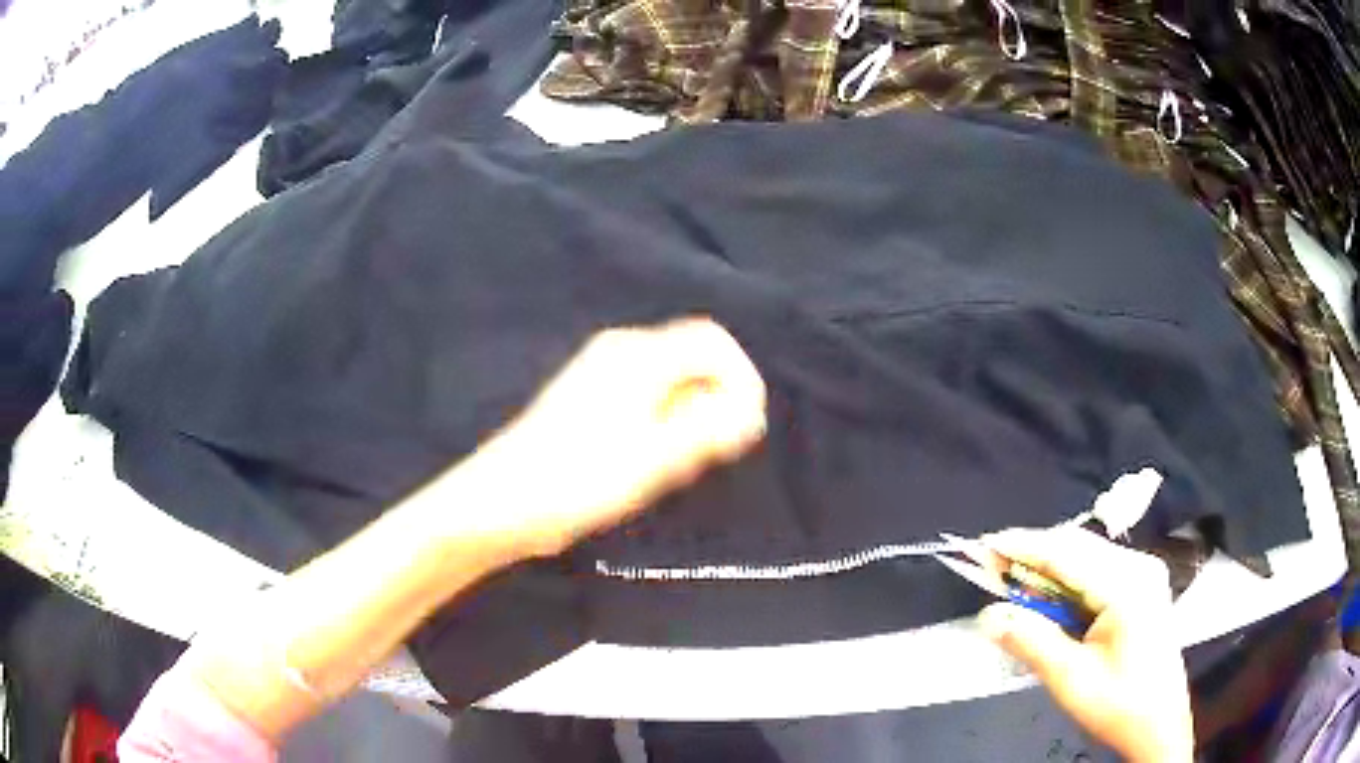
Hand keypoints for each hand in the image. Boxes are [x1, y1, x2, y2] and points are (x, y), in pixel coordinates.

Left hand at [469, 317, 767, 559]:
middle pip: (694, 360)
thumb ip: (709, 429)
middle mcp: (622, 352)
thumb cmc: (578, 480)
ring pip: (673, 382)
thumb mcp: (655, 459)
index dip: (742, 378)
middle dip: (715, 402)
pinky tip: (651, 462)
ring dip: (691, 418)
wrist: (503, 502)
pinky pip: (649, 398)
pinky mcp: (591, 399)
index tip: (747, 427)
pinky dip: (666, 424)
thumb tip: (746, 412)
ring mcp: (602, 374)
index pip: (713, 341)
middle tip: (709, 454)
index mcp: (638, 355)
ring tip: (676, 464)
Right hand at [977, 527, 1192, 762]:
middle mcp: (1139, 566)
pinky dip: (1066, 579)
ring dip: (1047, 568)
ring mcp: (1143, 573)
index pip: (1067, 553)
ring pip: (1086, 556)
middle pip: (1077, 547)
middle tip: (990, 567)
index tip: (983, 545)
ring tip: (1011, 581)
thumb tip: (989, 615)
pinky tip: (1048, 596)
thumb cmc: (1118, 704)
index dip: (1023, 545)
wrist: (1159, 722)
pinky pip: (1097, 570)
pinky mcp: (1141, 586)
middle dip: (1032, 555)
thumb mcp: (1070, 680)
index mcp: (1127, 584)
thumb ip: (1031, 642)